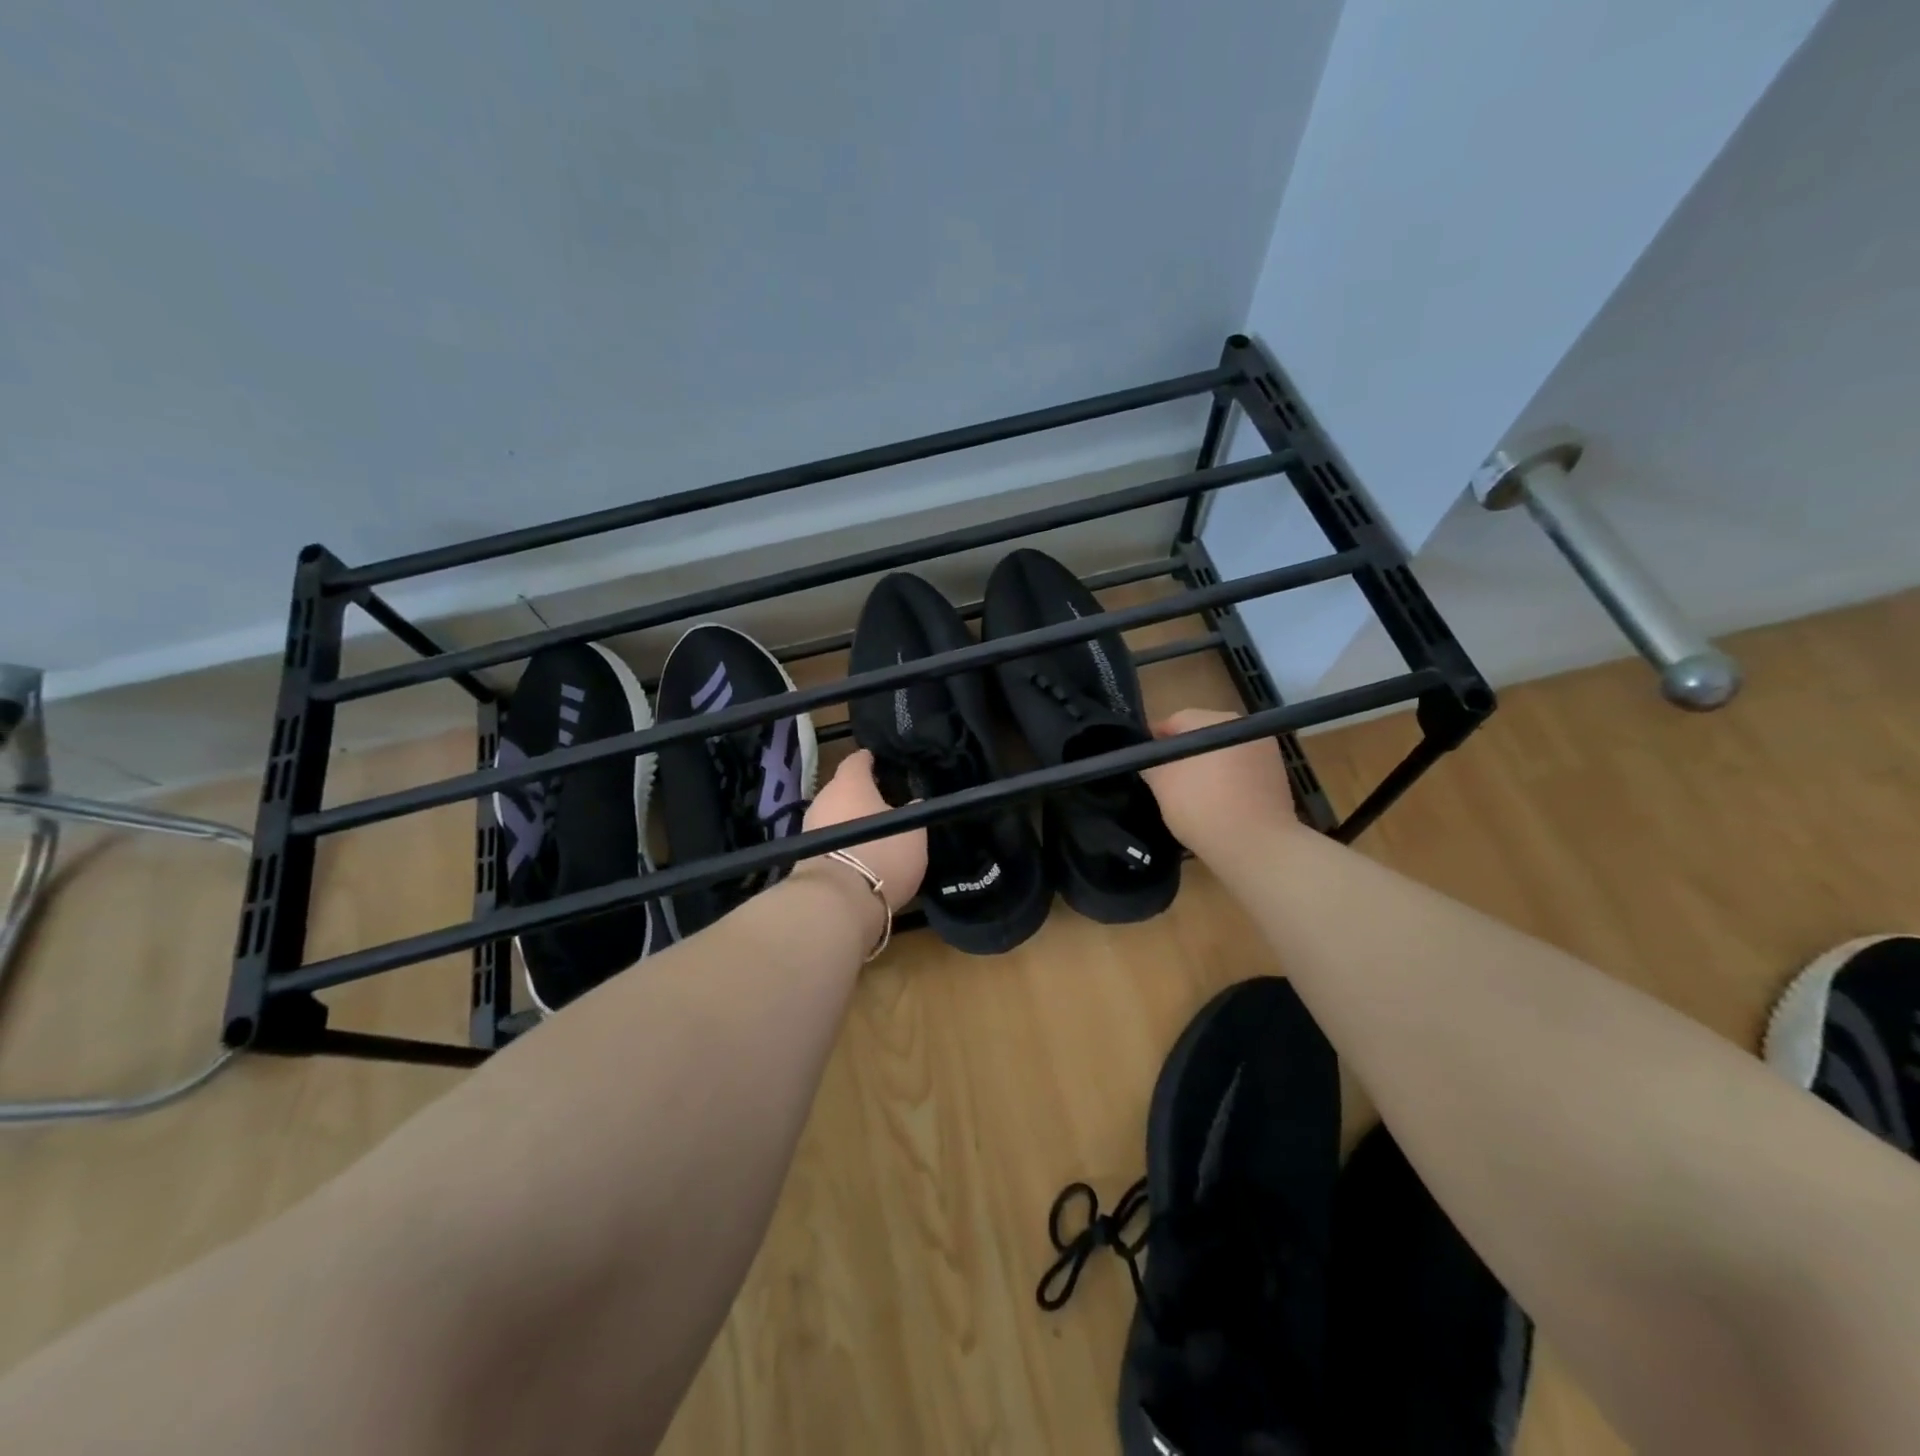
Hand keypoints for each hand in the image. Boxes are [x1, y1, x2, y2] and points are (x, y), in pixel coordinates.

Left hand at [799, 749, 926, 911]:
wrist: (836, 902)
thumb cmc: (881, 854)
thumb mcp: (912, 833)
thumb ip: (912, 812)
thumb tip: (913, 802)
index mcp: (849, 783)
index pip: (857, 760)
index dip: (869, 760)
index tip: (880, 762)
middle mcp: (824, 798)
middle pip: (842, 788)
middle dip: (860, 794)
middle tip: (883, 801)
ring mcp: (809, 827)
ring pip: (833, 815)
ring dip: (849, 820)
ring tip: (872, 831)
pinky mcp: (804, 855)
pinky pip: (828, 839)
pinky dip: (841, 842)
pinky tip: (857, 854)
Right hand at [1139, 709, 1298, 859]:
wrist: (1256, 846)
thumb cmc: (1202, 805)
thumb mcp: (1161, 782)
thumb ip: (1149, 762)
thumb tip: (1149, 758)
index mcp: (1215, 720)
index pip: (1176, 721)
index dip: (1155, 740)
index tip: (1143, 761)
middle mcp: (1245, 727)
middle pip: (1202, 735)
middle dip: (1183, 753)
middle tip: (1165, 779)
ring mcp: (1266, 751)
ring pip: (1223, 754)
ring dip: (1206, 768)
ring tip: (1190, 795)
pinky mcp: (1277, 777)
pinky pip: (1241, 772)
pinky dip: (1227, 782)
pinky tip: (1216, 804)